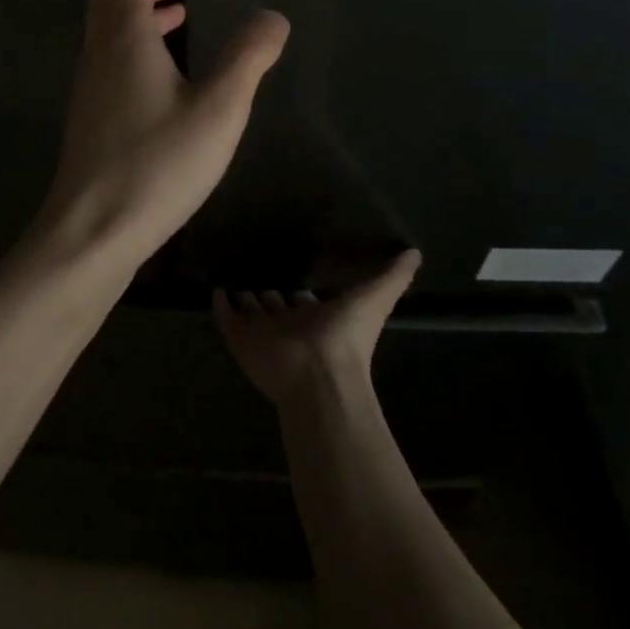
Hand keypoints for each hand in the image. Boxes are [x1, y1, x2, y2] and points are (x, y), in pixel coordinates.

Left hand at [27, 0, 287, 269]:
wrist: (93, 229)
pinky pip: (107, 61)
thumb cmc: (159, 164)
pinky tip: (161, 78)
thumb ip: (248, 59)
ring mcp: (87, 87)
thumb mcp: (218, 109)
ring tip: (178, 19)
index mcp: (125, 40)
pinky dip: (132, 47)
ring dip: (138, 16)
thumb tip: (272, 17)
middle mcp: (98, 55)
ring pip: (106, 32)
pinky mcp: (87, 117)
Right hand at [214, 250, 422, 407]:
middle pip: (275, 306)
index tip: (290, 268)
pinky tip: (214, 289)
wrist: (318, 376)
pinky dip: (219, 304)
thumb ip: (393, 277)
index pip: (305, 301)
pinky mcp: (239, 338)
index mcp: (318, 319)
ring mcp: (262, 334)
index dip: (300, 290)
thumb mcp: (376, 299)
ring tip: (231, 277)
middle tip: (254, 271)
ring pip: (251, 312)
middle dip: (268, 292)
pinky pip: (226, 317)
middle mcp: (289, 326)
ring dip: (243, 297)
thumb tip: (415, 252)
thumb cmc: (348, 338)